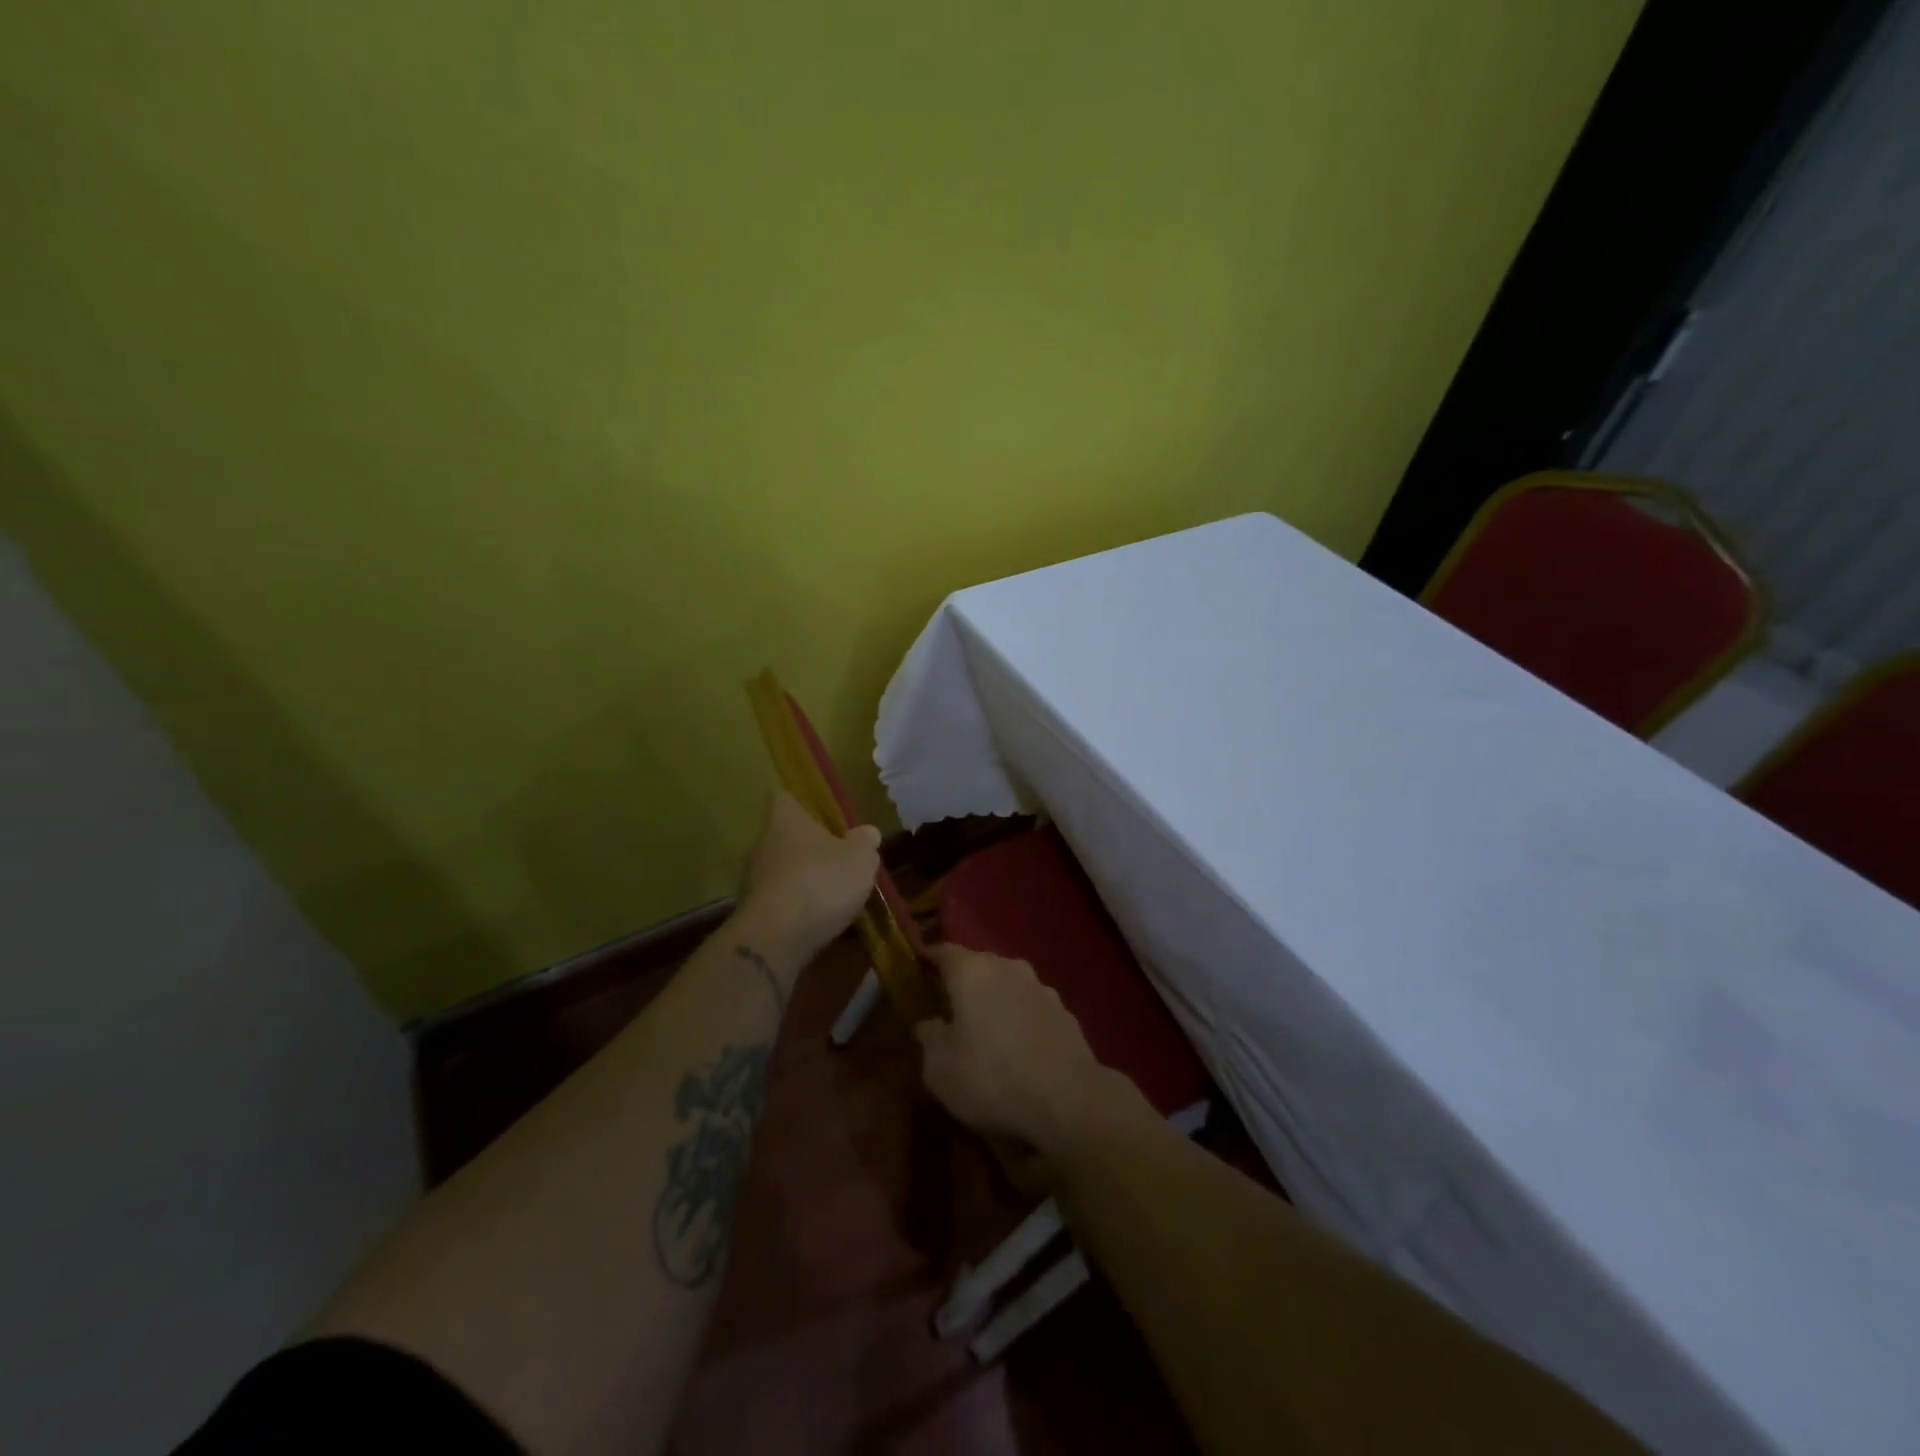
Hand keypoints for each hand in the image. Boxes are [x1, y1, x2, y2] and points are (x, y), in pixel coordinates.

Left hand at [737, 791, 880, 961]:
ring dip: (798, 880)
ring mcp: (750, 879)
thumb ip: (864, 843)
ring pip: (777, 870)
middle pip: (782, 837)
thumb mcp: (859, 859)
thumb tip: (867, 831)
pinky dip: (791, 908)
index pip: (784, 799)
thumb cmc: (821, 882)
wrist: (776, 938)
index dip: (802, 806)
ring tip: (827, 897)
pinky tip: (813, 922)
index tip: (821, 819)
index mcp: (785, 820)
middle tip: (834, 862)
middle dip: (805, 848)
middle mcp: (760, 843)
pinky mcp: (748, 912)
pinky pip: (774, 901)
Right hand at [915, 944, 1110, 1154]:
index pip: (943, 951)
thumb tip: (929, 1024)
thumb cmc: (992, 1079)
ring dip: (995, 999)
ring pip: (1008, 984)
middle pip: (978, 964)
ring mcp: (1041, 987)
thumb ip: (929, 1038)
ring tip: (985, 1029)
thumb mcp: (939, 1069)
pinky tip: (1018, 1047)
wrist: (1068, 1100)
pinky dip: (1020, 1018)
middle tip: (948, 1006)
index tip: (918, 971)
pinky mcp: (1065, 1011)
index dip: (928, 960)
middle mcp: (1007, 967)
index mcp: (972, 971)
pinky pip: (1031, 1007)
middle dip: (963, 981)